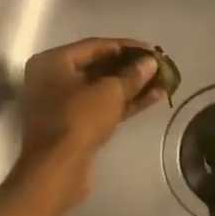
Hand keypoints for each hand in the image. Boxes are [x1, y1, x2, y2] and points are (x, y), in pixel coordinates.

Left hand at [16, 38, 165, 201]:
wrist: (57, 169)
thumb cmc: (78, 119)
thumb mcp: (109, 92)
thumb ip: (132, 74)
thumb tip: (150, 63)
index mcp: (52, 62)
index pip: (94, 46)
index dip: (126, 46)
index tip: (152, 50)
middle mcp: (52, 79)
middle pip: (97, 67)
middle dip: (130, 68)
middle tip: (157, 67)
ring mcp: (61, 105)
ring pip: (101, 90)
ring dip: (131, 87)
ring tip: (162, 83)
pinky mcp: (72, 127)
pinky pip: (100, 107)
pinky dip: (123, 104)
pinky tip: (152, 99)